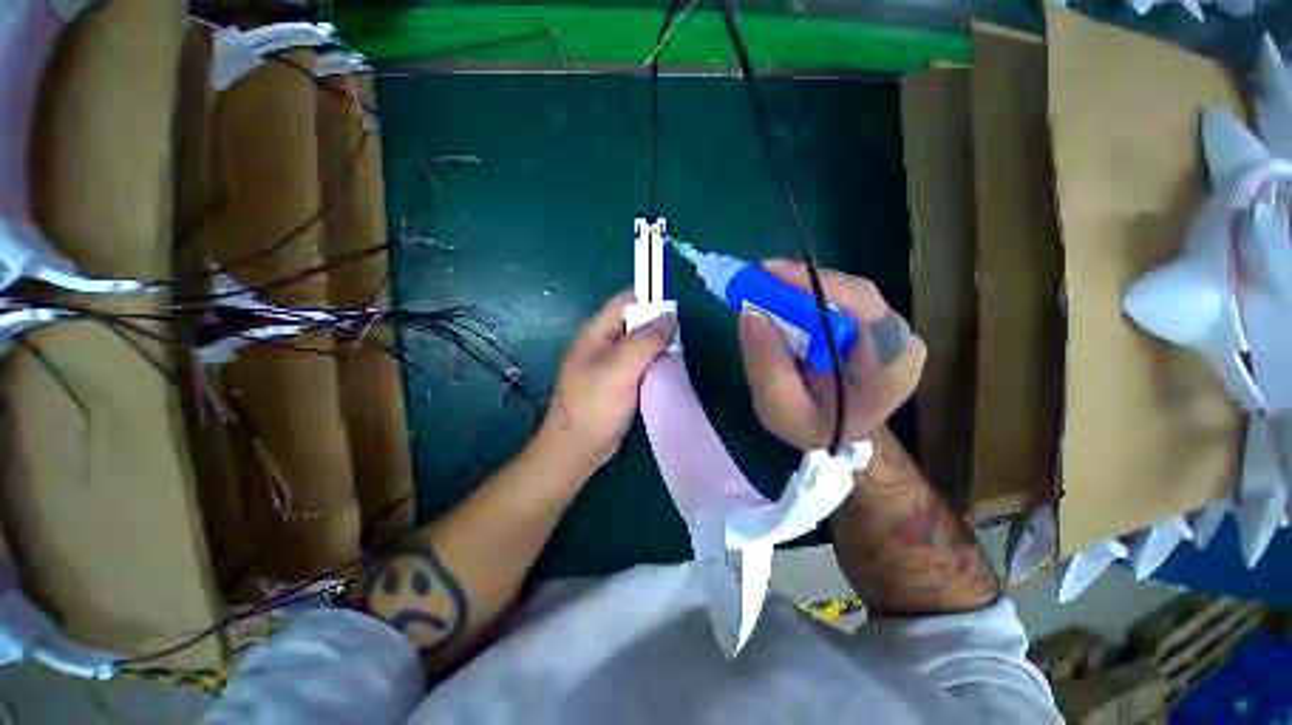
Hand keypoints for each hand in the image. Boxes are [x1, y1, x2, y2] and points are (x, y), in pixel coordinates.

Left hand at [538, 292, 676, 469]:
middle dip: (659, 325)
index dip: (652, 299)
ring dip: (658, 345)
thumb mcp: (620, 368)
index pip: (627, 300)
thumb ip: (645, 340)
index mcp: (597, 330)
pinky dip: (654, 362)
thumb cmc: (595, 405)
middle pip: (636, 320)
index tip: (677, 312)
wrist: (577, 447)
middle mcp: (603, 340)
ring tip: (678, 353)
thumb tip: (670, 315)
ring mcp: (610, 361)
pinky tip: (667, 369)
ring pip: (640, 342)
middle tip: (681, 338)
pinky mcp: (618, 378)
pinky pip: (640, 361)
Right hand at [738, 260, 925, 451]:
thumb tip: (750, 312)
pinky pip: (842, 301)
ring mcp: (892, 331)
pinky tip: (786, 304)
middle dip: (802, 284)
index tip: (769, 274)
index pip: (862, 306)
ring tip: (767, 292)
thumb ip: (766, 367)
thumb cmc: (813, 430)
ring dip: (803, 290)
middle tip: (759, 281)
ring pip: (846, 293)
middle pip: (853, 293)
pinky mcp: (877, 326)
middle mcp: (901, 341)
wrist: (838, 438)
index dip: (815, 283)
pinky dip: (809, 298)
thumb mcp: (780, 410)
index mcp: (890, 367)